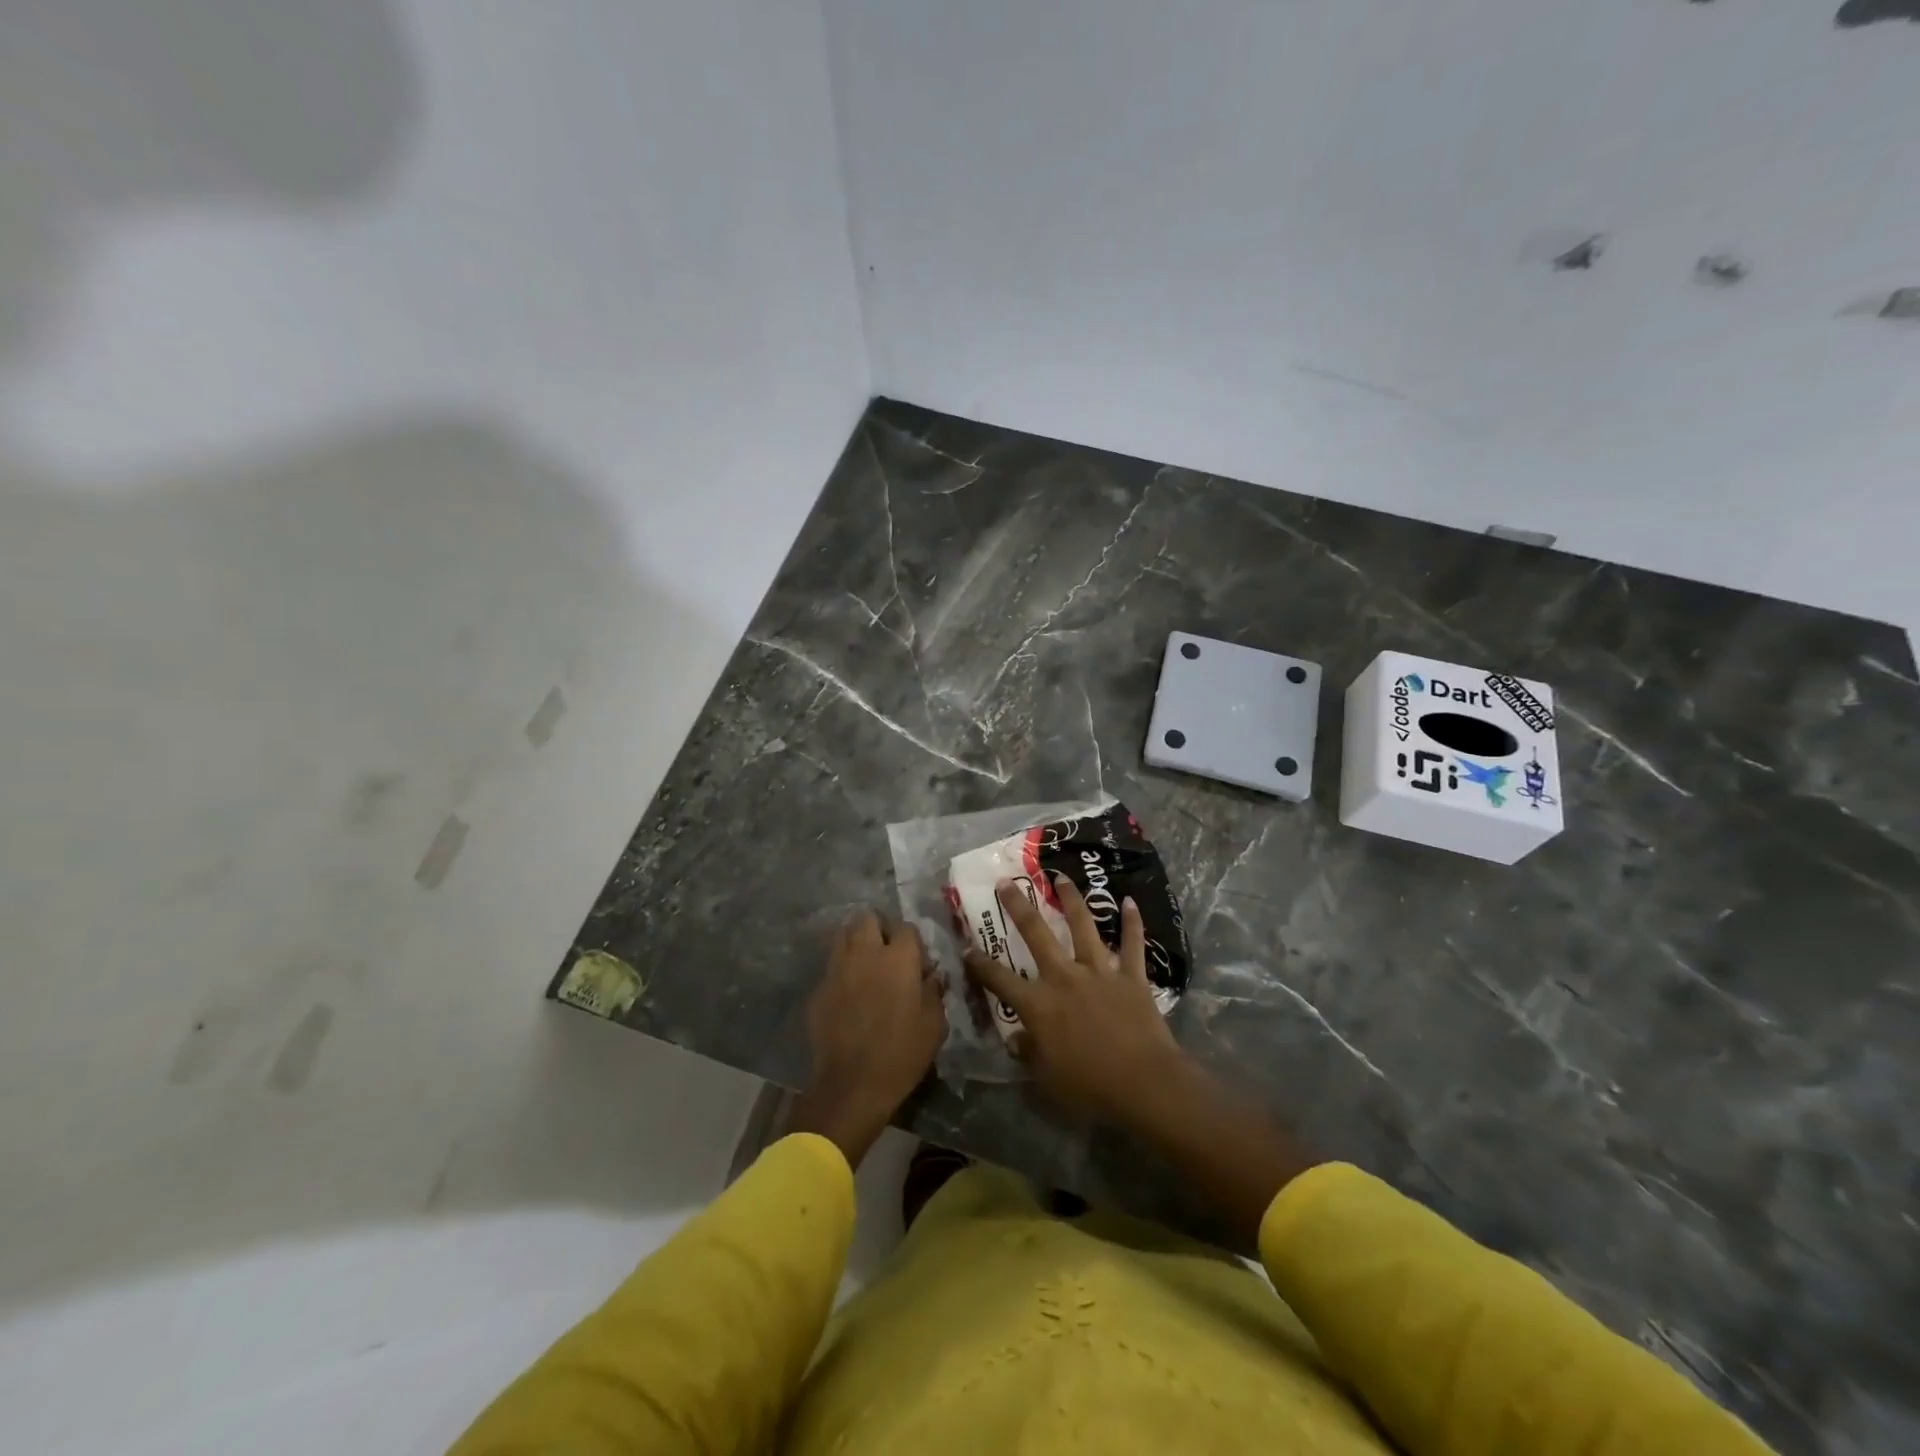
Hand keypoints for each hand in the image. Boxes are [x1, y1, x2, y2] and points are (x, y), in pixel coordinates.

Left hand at [790, 910, 945, 1167]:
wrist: (851, 1085)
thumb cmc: (901, 1054)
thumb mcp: (934, 1025)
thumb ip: (934, 991)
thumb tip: (932, 974)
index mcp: (898, 958)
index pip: (906, 928)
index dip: (914, 943)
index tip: (918, 966)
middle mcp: (865, 953)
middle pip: (868, 918)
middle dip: (879, 929)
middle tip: (888, 954)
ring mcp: (837, 968)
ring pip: (844, 934)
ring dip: (857, 942)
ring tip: (867, 966)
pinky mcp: (819, 988)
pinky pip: (832, 966)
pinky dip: (842, 970)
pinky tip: (849, 993)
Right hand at [964, 874, 1185, 1122]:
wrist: (1143, 1082)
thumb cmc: (1089, 1086)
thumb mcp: (1046, 1078)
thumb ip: (1028, 1053)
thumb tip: (1015, 1038)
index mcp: (1039, 1004)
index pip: (1000, 980)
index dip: (980, 964)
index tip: (967, 947)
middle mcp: (1064, 977)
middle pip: (1036, 934)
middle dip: (1018, 906)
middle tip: (1006, 883)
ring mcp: (1099, 971)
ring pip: (1082, 926)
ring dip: (1071, 899)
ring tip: (1061, 876)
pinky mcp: (1131, 975)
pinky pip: (1132, 943)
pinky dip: (1132, 922)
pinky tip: (1129, 902)